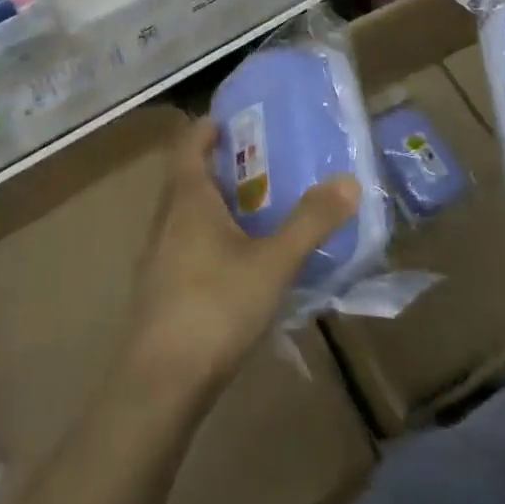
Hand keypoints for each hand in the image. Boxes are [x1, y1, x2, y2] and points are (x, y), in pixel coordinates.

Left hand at [122, 119, 358, 405]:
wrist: (160, 382)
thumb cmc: (215, 306)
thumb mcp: (273, 263)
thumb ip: (310, 222)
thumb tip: (348, 180)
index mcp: (187, 200)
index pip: (187, 145)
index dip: (205, 128)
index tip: (230, 120)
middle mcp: (165, 220)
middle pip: (185, 179)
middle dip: (216, 167)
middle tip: (256, 164)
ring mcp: (156, 257)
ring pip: (183, 216)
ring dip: (211, 206)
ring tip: (251, 212)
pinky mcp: (158, 291)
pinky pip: (182, 248)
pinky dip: (206, 240)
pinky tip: (233, 265)